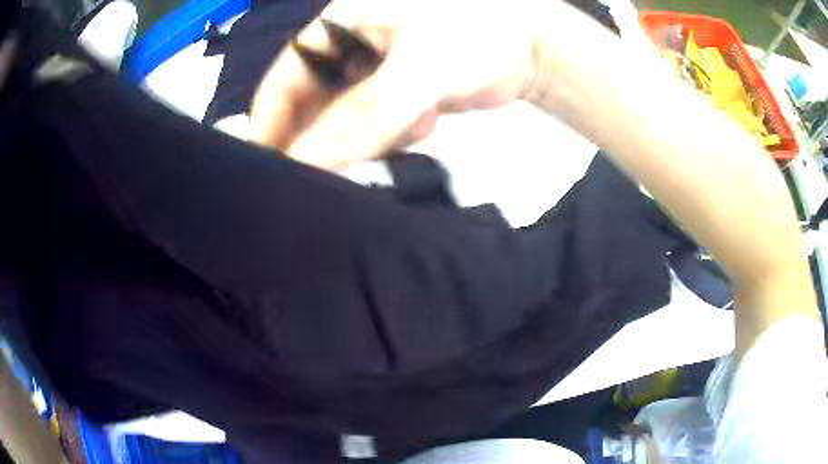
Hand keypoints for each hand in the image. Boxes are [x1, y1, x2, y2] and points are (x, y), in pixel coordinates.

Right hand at [249, 0, 540, 169]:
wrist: (532, 47)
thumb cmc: (481, 35)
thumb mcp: (418, 71)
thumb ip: (363, 117)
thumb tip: (307, 162)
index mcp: (339, 24)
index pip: (283, 79)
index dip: (271, 125)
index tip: (269, 169)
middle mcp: (346, 47)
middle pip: (309, 104)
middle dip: (325, 136)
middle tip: (340, 166)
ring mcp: (371, 71)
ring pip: (342, 122)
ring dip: (368, 137)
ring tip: (416, 121)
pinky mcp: (395, 92)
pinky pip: (372, 127)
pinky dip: (393, 134)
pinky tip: (428, 119)